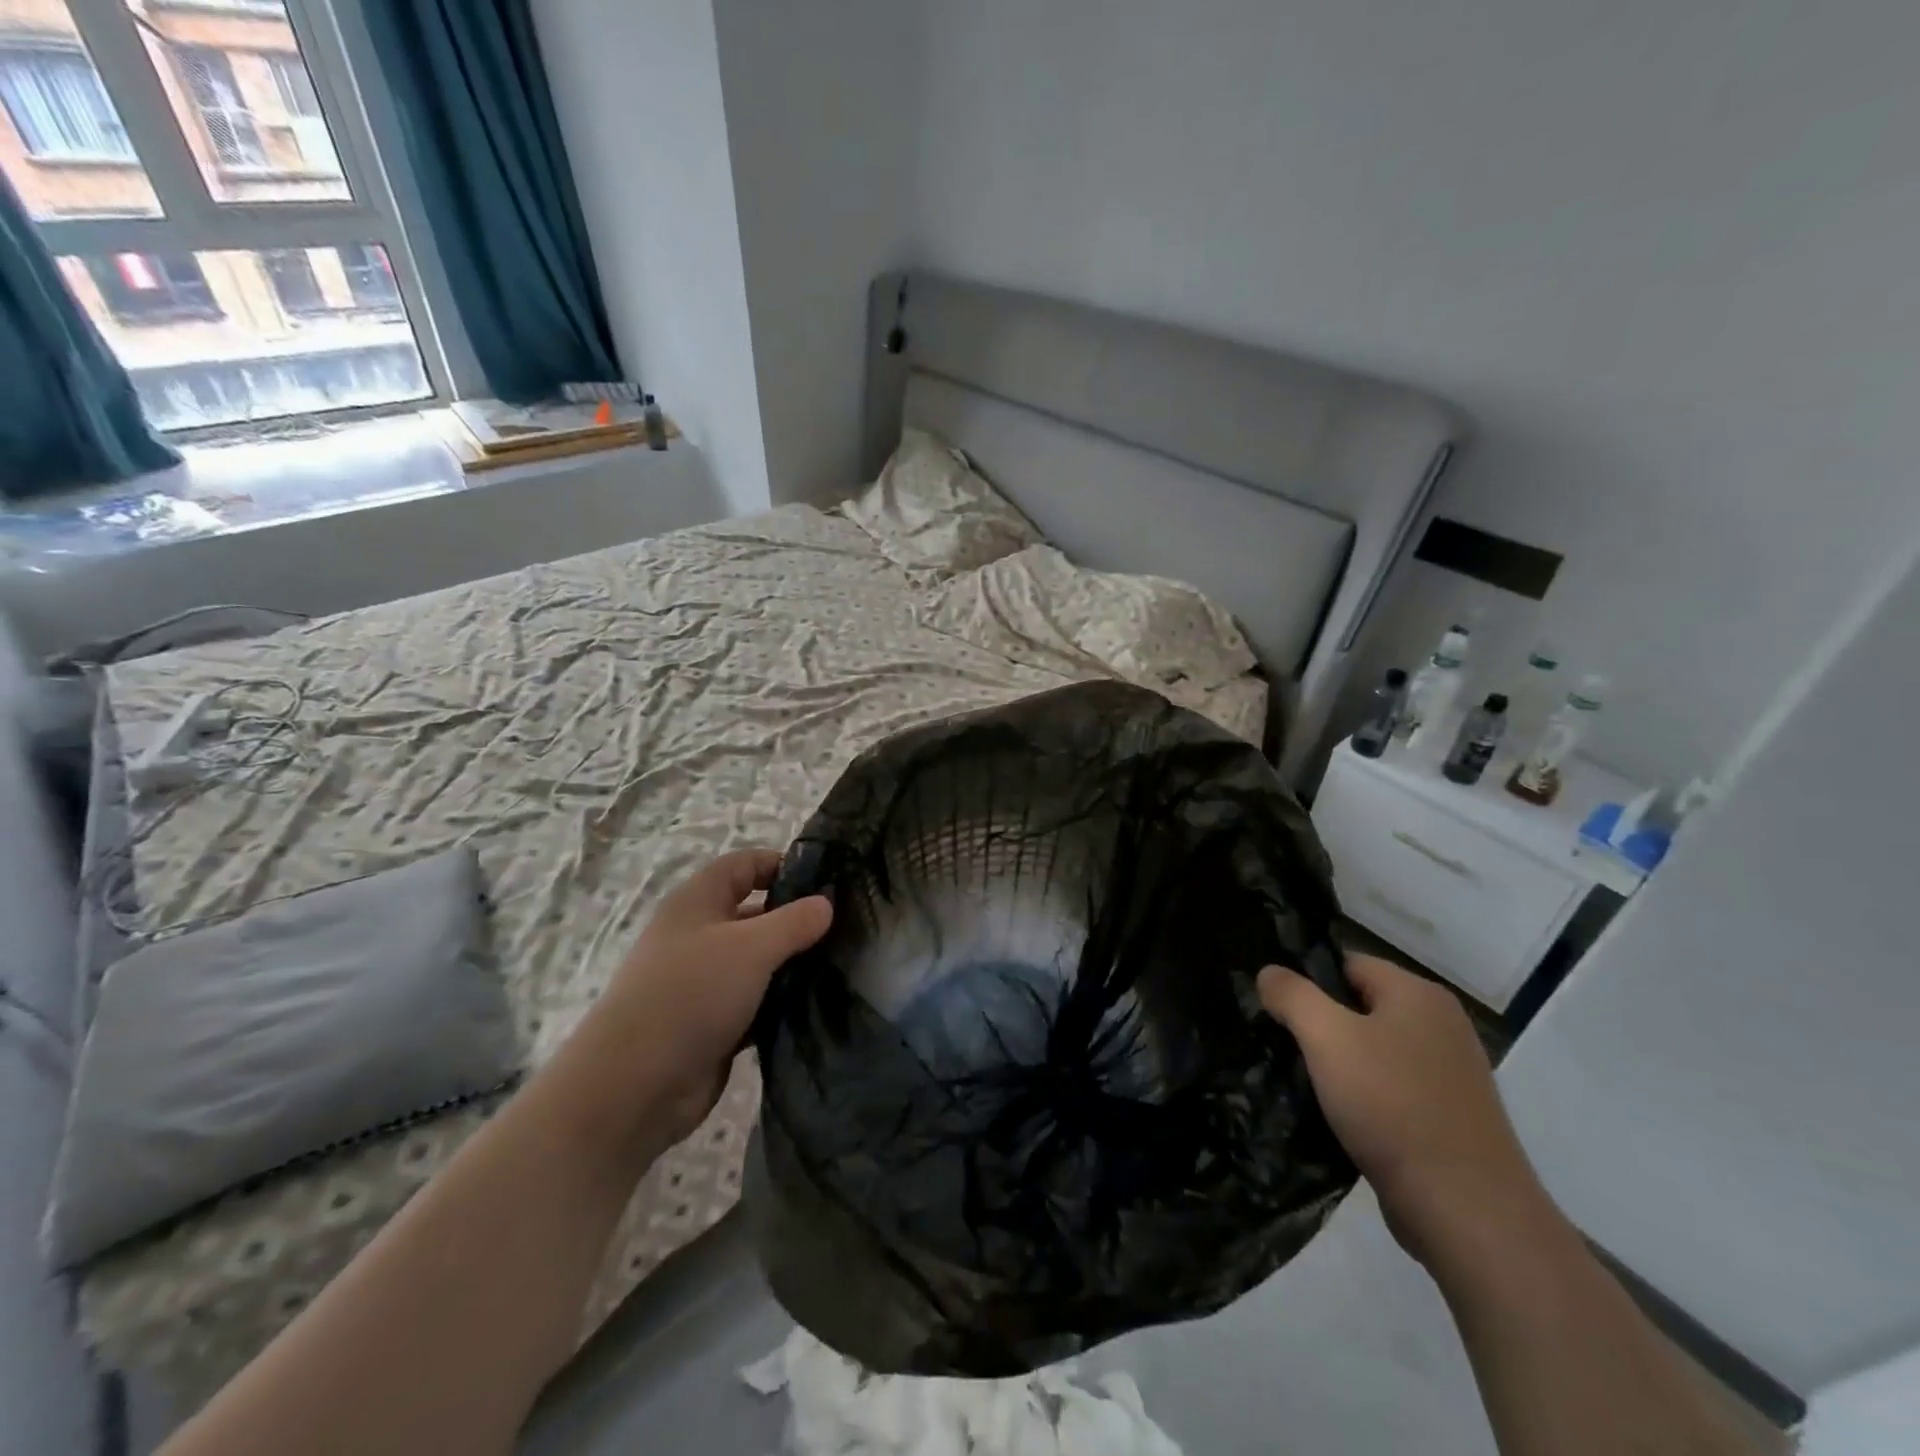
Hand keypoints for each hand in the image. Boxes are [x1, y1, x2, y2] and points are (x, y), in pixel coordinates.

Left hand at [574, 850, 832, 1148]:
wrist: (634, 1086)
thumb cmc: (691, 994)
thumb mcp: (751, 947)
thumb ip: (793, 921)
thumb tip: (825, 904)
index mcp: (698, 902)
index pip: (744, 865)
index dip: (781, 864)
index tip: (826, 881)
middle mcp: (698, 935)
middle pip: (754, 913)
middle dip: (795, 918)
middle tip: (844, 927)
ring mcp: (704, 982)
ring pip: (757, 961)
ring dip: (791, 963)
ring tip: (841, 964)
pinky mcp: (712, 1023)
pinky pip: (755, 1001)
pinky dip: (780, 1001)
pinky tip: (817, 1004)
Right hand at [1258, 952, 1553, 1268]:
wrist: (1467, 1212)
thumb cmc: (1393, 1107)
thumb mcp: (1327, 1038)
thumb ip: (1292, 995)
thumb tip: (1269, 973)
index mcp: (1419, 994)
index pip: (1347, 963)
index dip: (1307, 981)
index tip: (1276, 1010)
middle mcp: (1441, 1024)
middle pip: (1359, 1005)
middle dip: (1320, 1024)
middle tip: (1283, 1047)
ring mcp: (1450, 1073)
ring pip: (1373, 1050)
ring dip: (1339, 1064)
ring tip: (1304, 1084)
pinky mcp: (1449, 1116)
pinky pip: (1391, 1088)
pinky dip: (1364, 1097)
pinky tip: (1338, 1117)